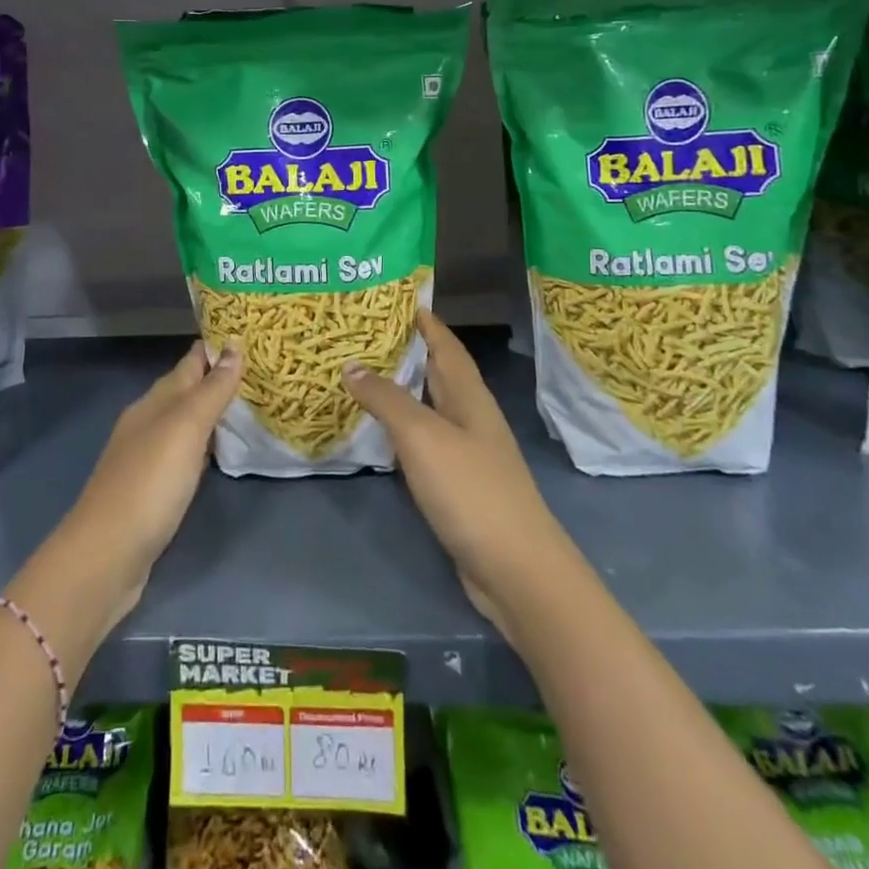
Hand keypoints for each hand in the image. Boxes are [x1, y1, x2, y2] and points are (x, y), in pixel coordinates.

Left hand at [45, 341, 242, 632]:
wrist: (106, 556)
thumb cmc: (149, 483)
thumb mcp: (184, 429)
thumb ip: (211, 390)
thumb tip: (233, 345)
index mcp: (155, 401)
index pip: (190, 362)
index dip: (216, 347)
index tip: (250, 332)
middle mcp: (149, 422)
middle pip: (187, 390)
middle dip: (219, 377)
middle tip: (262, 368)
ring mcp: (148, 457)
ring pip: (186, 422)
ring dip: (213, 411)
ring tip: (251, 403)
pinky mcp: (153, 489)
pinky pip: (186, 453)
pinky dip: (205, 444)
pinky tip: (221, 451)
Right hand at [342, 311, 571, 641]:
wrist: (516, 570)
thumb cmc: (472, 490)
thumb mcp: (423, 437)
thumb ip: (387, 399)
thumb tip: (352, 365)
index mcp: (469, 396)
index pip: (446, 345)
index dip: (425, 320)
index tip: (395, 297)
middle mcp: (471, 417)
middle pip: (438, 372)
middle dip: (408, 349)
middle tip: (364, 332)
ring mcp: (467, 453)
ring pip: (430, 406)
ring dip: (402, 388)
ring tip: (362, 372)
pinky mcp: (459, 485)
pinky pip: (425, 441)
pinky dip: (402, 428)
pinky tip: (380, 431)